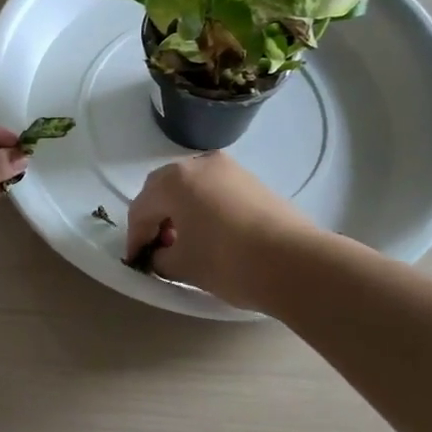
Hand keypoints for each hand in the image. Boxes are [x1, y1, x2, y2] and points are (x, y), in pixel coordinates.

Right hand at [125, 152, 318, 307]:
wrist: (297, 263)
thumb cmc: (228, 261)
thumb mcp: (182, 266)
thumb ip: (160, 258)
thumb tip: (161, 254)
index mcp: (174, 180)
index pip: (142, 208)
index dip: (135, 237)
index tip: (136, 261)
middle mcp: (199, 164)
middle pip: (164, 189)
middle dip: (156, 217)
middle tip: (157, 247)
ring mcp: (230, 169)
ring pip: (192, 187)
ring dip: (181, 211)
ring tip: (186, 242)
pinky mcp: (254, 182)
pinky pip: (216, 191)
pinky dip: (205, 209)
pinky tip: (212, 235)